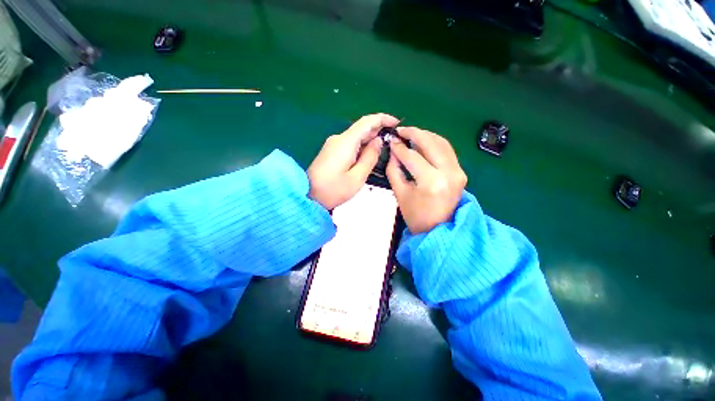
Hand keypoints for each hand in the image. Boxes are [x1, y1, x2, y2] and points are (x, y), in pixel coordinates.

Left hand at [308, 113, 399, 209]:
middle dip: (379, 130)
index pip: (366, 122)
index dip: (382, 119)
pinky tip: (369, 154)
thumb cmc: (333, 190)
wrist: (308, 196)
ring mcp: (334, 144)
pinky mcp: (331, 151)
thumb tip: (378, 141)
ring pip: (356, 137)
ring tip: (385, 149)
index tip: (396, 123)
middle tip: (394, 141)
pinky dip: (362, 146)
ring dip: (371, 139)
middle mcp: (339, 138)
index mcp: (346, 142)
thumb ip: (369, 157)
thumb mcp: (357, 177)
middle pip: (362, 128)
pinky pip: (350, 144)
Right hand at [387, 127, 466, 233]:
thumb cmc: (415, 215)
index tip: (392, 141)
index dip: (400, 148)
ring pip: (442, 143)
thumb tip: (394, 151)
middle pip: (430, 143)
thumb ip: (394, 170)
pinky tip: (425, 142)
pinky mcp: (461, 172)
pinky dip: (435, 143)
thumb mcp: (400, 193)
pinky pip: (448, 151)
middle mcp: (448, 173)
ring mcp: (458, 171)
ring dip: (426, 136)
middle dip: (414, 133)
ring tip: (411, 135)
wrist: (437, 229)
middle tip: (401, 131)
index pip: (412, 157)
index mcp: (431, 182)